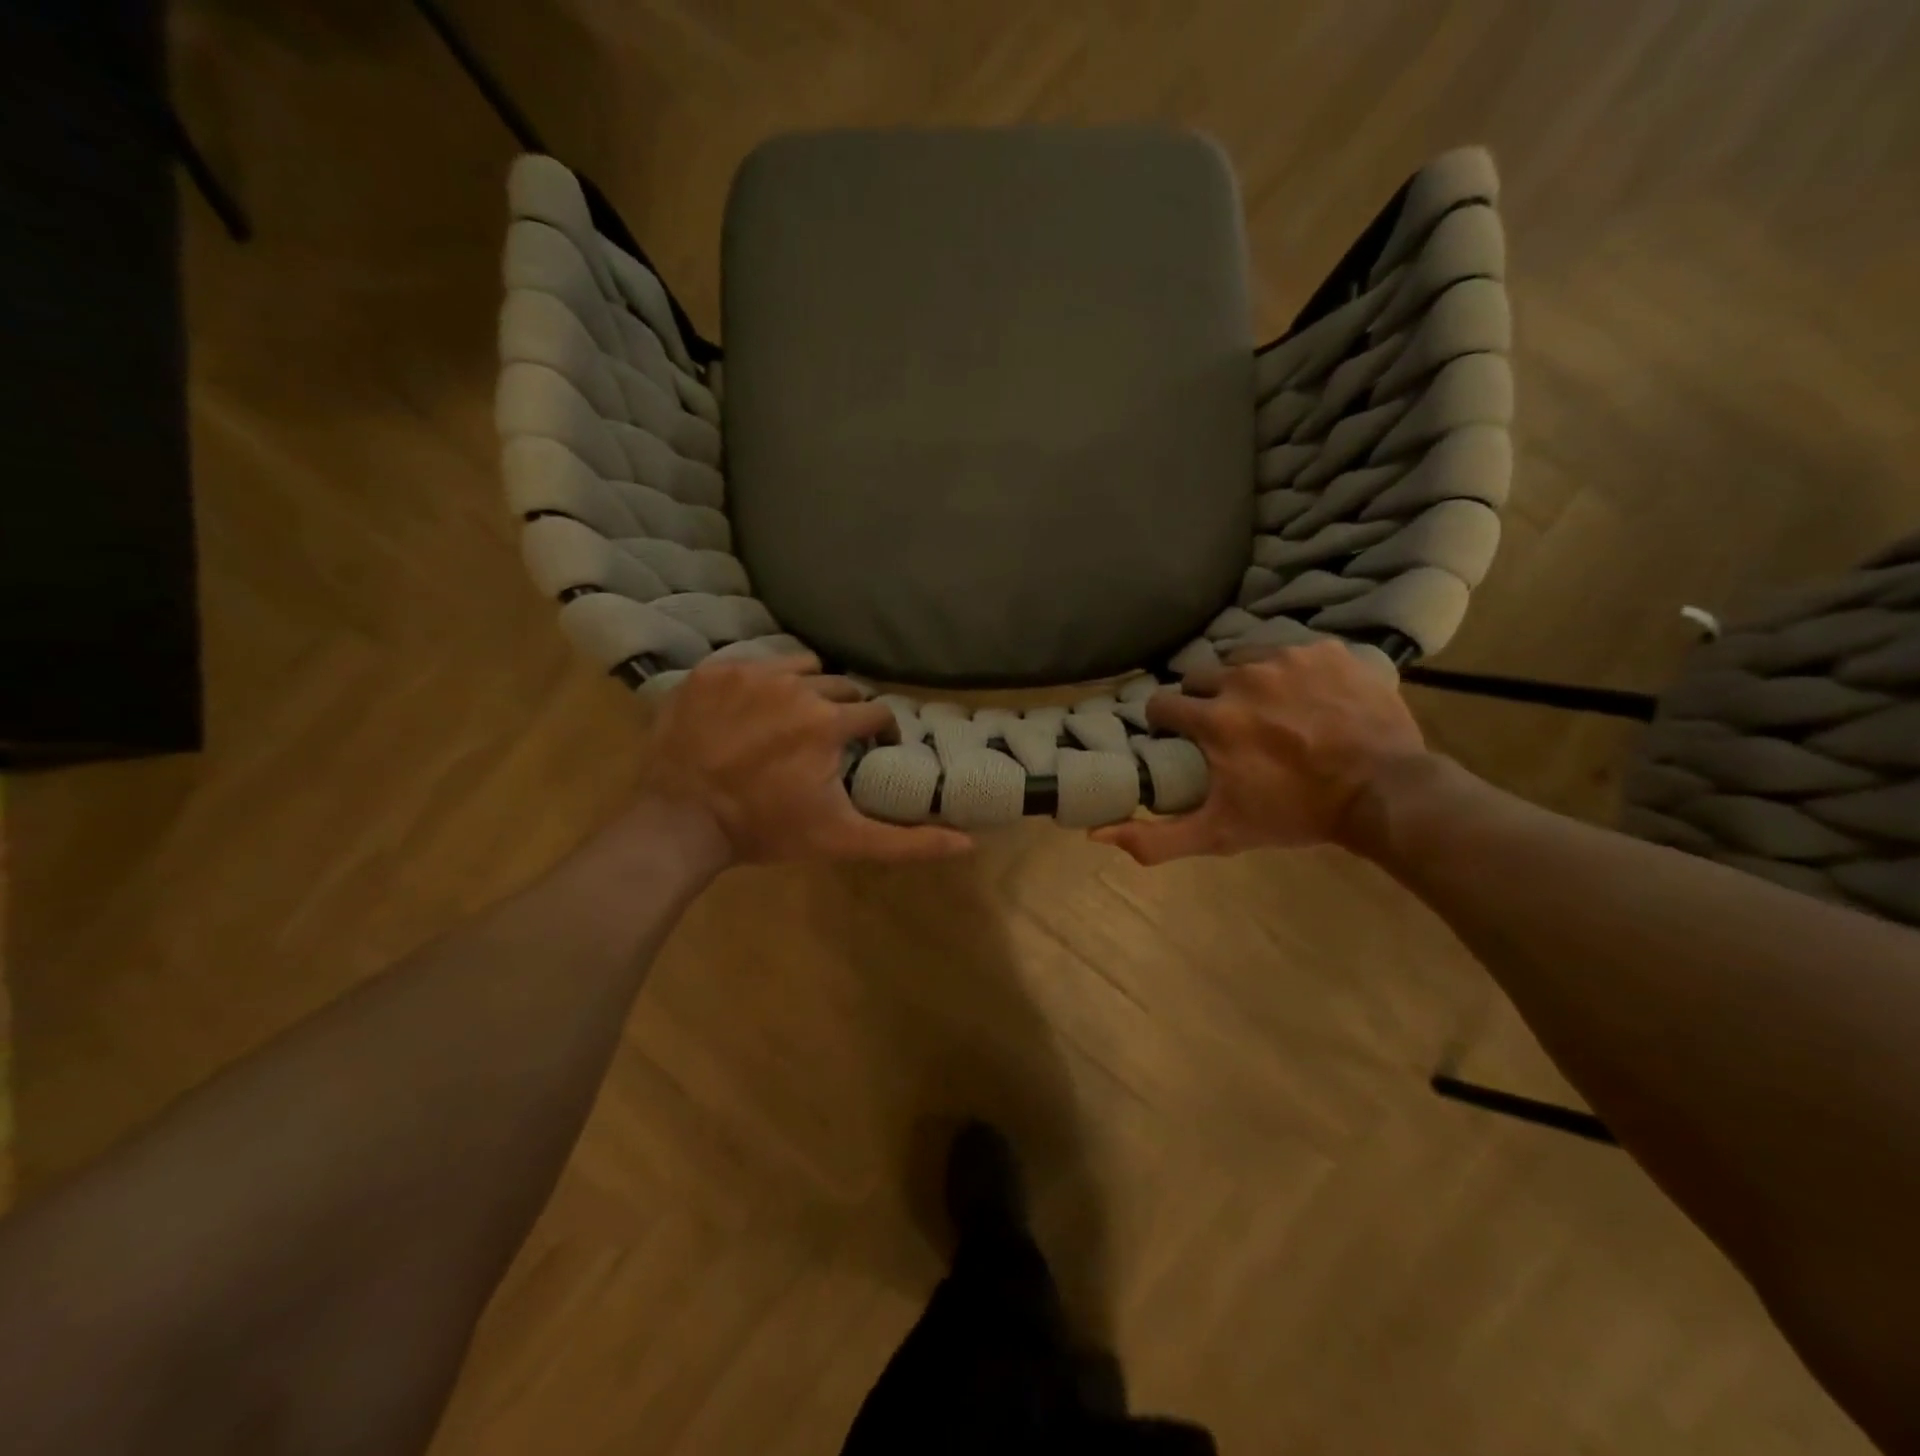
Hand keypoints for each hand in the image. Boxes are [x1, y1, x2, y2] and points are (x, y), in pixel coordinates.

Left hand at [631, 655, 973, 864]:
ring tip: (792, 720)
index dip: (877, 734)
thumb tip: (969, 842)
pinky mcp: (713, 671)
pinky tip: (752, 711)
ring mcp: (750, 673)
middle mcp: (795, 685)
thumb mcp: (842, 840)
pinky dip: (763, 683)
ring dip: (807, 689)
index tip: (866, 752)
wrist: (680, 821)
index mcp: (830, 722)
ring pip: (801, 666)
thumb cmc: (766, 830)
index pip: (876, 713)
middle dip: (843, 713)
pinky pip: (755, 663)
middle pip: (841, 688)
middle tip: (827, 742)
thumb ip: (906, 841)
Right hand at [1092, 641, 1429, 863]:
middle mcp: (1242, 677)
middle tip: (1228, 728)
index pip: (1162, 704)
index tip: (1181, 739)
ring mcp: (1287, 657)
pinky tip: (1306, 697)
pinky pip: (1290, 650)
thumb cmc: (1295, 814)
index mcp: (1213, 718)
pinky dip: (1290, 671)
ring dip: (1244, 681)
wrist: (1384, 792)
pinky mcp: (1325, 650)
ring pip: (1242, 658)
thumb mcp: (1221, 834)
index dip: (1167, 723)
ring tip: (1267, 709)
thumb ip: (1157, 838)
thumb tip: (1096, 834)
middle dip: (1204, 700)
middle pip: (1199, 677)